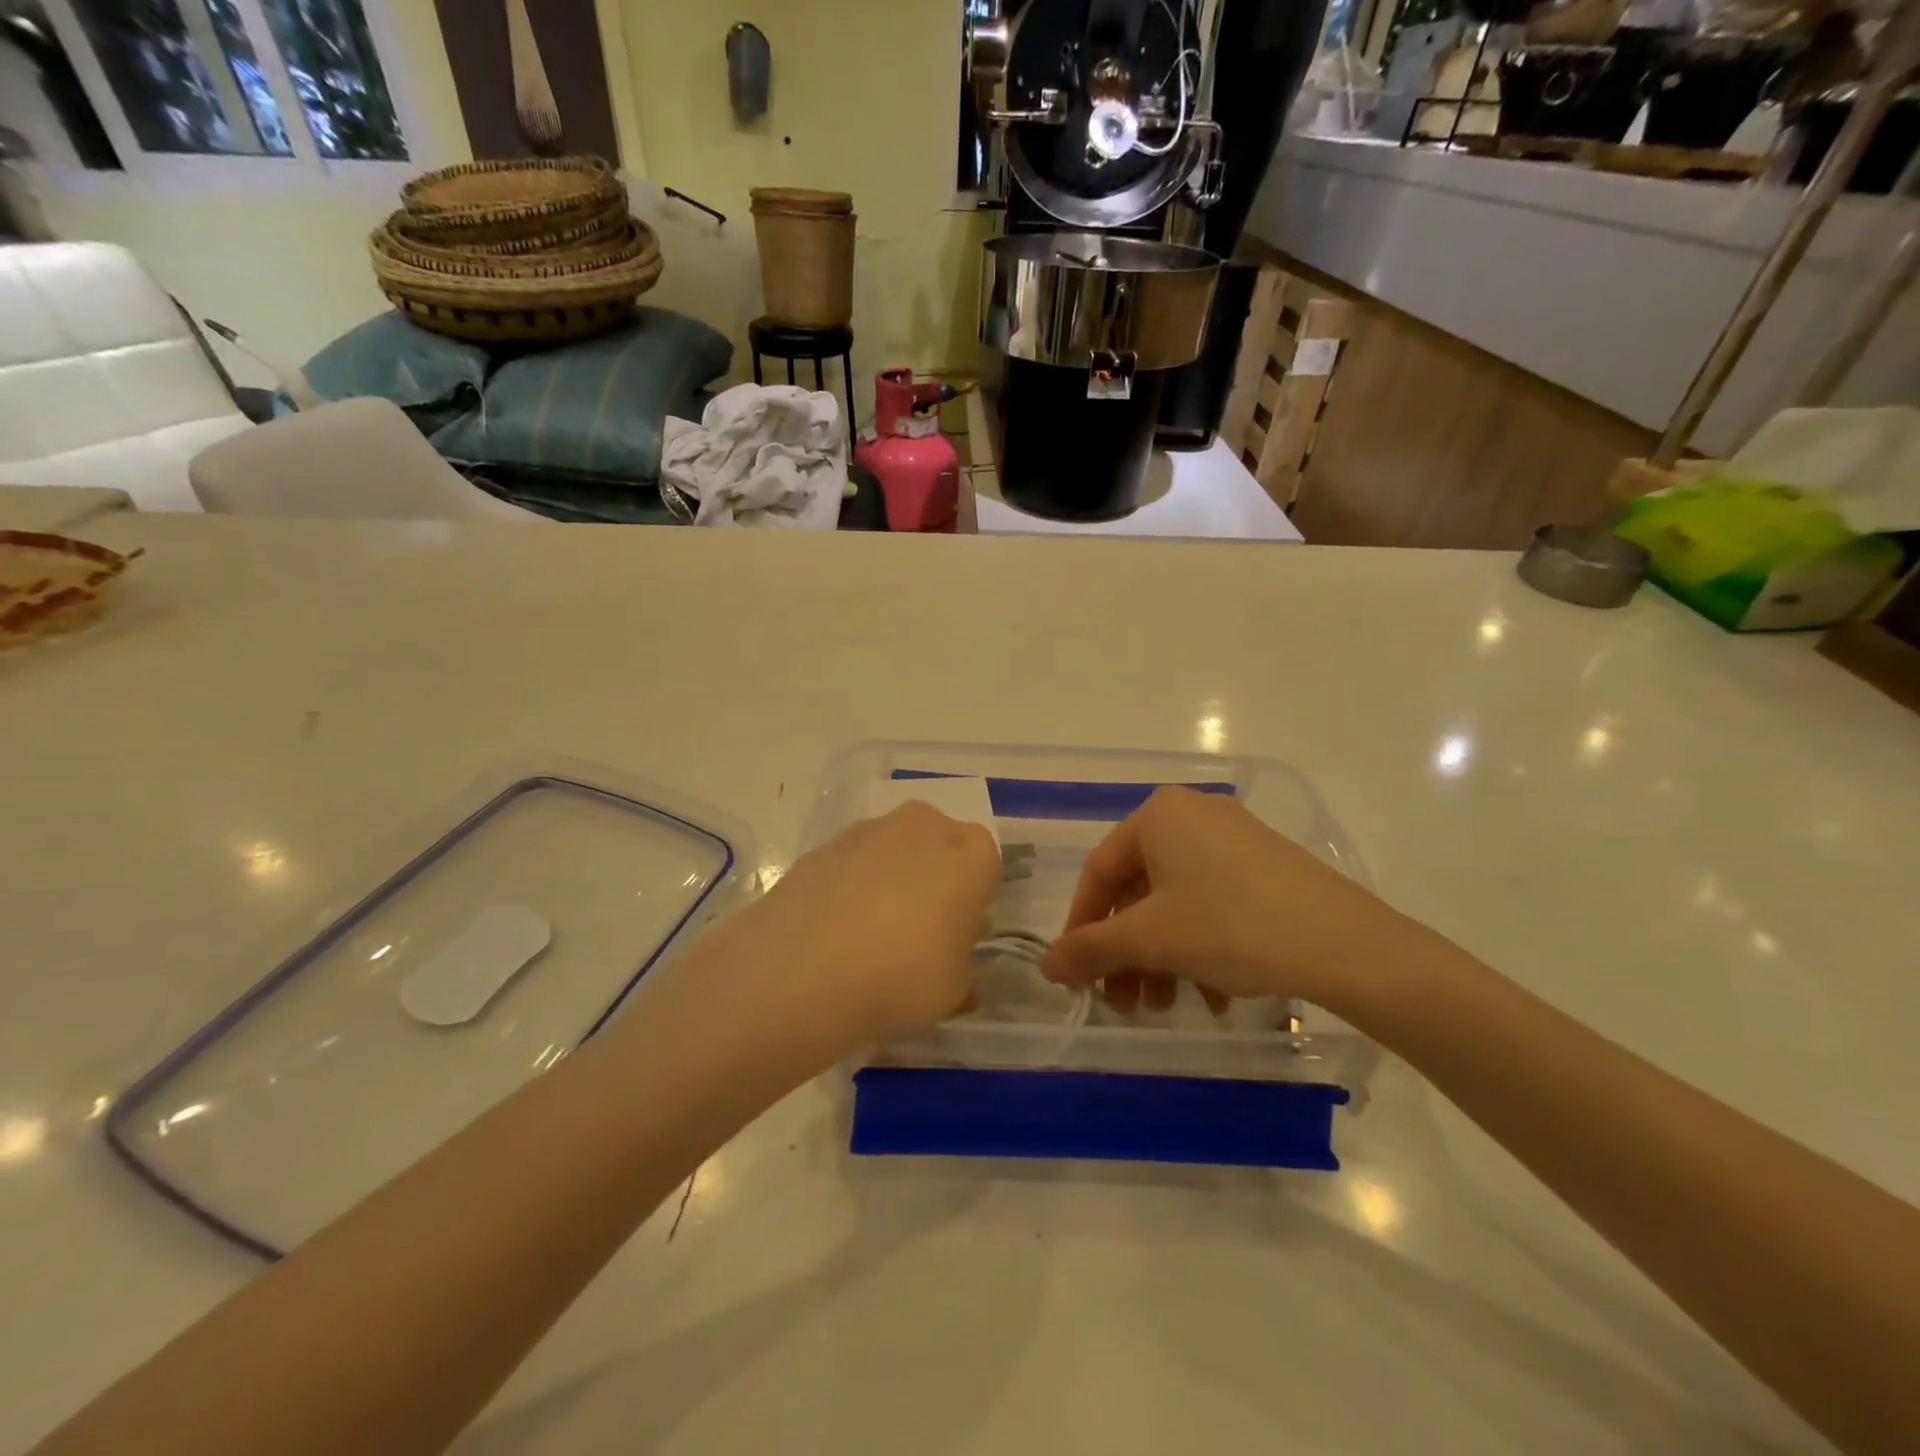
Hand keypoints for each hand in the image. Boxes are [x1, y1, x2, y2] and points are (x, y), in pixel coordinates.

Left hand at [692, 802, 1000, 1062]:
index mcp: (971, 852)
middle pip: (939, 846)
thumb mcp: (954, 991)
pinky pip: (853, 862)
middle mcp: (924, 825)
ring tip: (867, 934)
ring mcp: (870, 829)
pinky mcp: (825, 843)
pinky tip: (834, 929)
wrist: (804, 970)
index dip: (972, 901)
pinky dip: (850, 885)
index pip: (986, 865)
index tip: (955, 935)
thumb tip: (957, 974)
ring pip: (894, 850)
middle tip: (916, 931)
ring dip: (890, 878)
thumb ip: (963, 972)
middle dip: (933, 878)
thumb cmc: (902, 976)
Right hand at [1040, 787, 1412, 1015]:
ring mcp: (1235, 839)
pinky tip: (1214, 994)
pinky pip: (1214, 902)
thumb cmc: (1231, 927)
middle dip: (1128, 951)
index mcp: (1159, 815)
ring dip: (1162, 957)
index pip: (1099, 871)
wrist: (1347, 945)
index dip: (1081, 925)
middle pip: (1140, 890)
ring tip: (1166, 1005)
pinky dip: (1201, 947)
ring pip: (1177, 901)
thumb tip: (1045, 966)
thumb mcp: (1151, 939)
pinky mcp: (1267, 866)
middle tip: (1124, 1001)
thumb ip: (1090, 949)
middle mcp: (1194, 815)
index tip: (1076, 971)